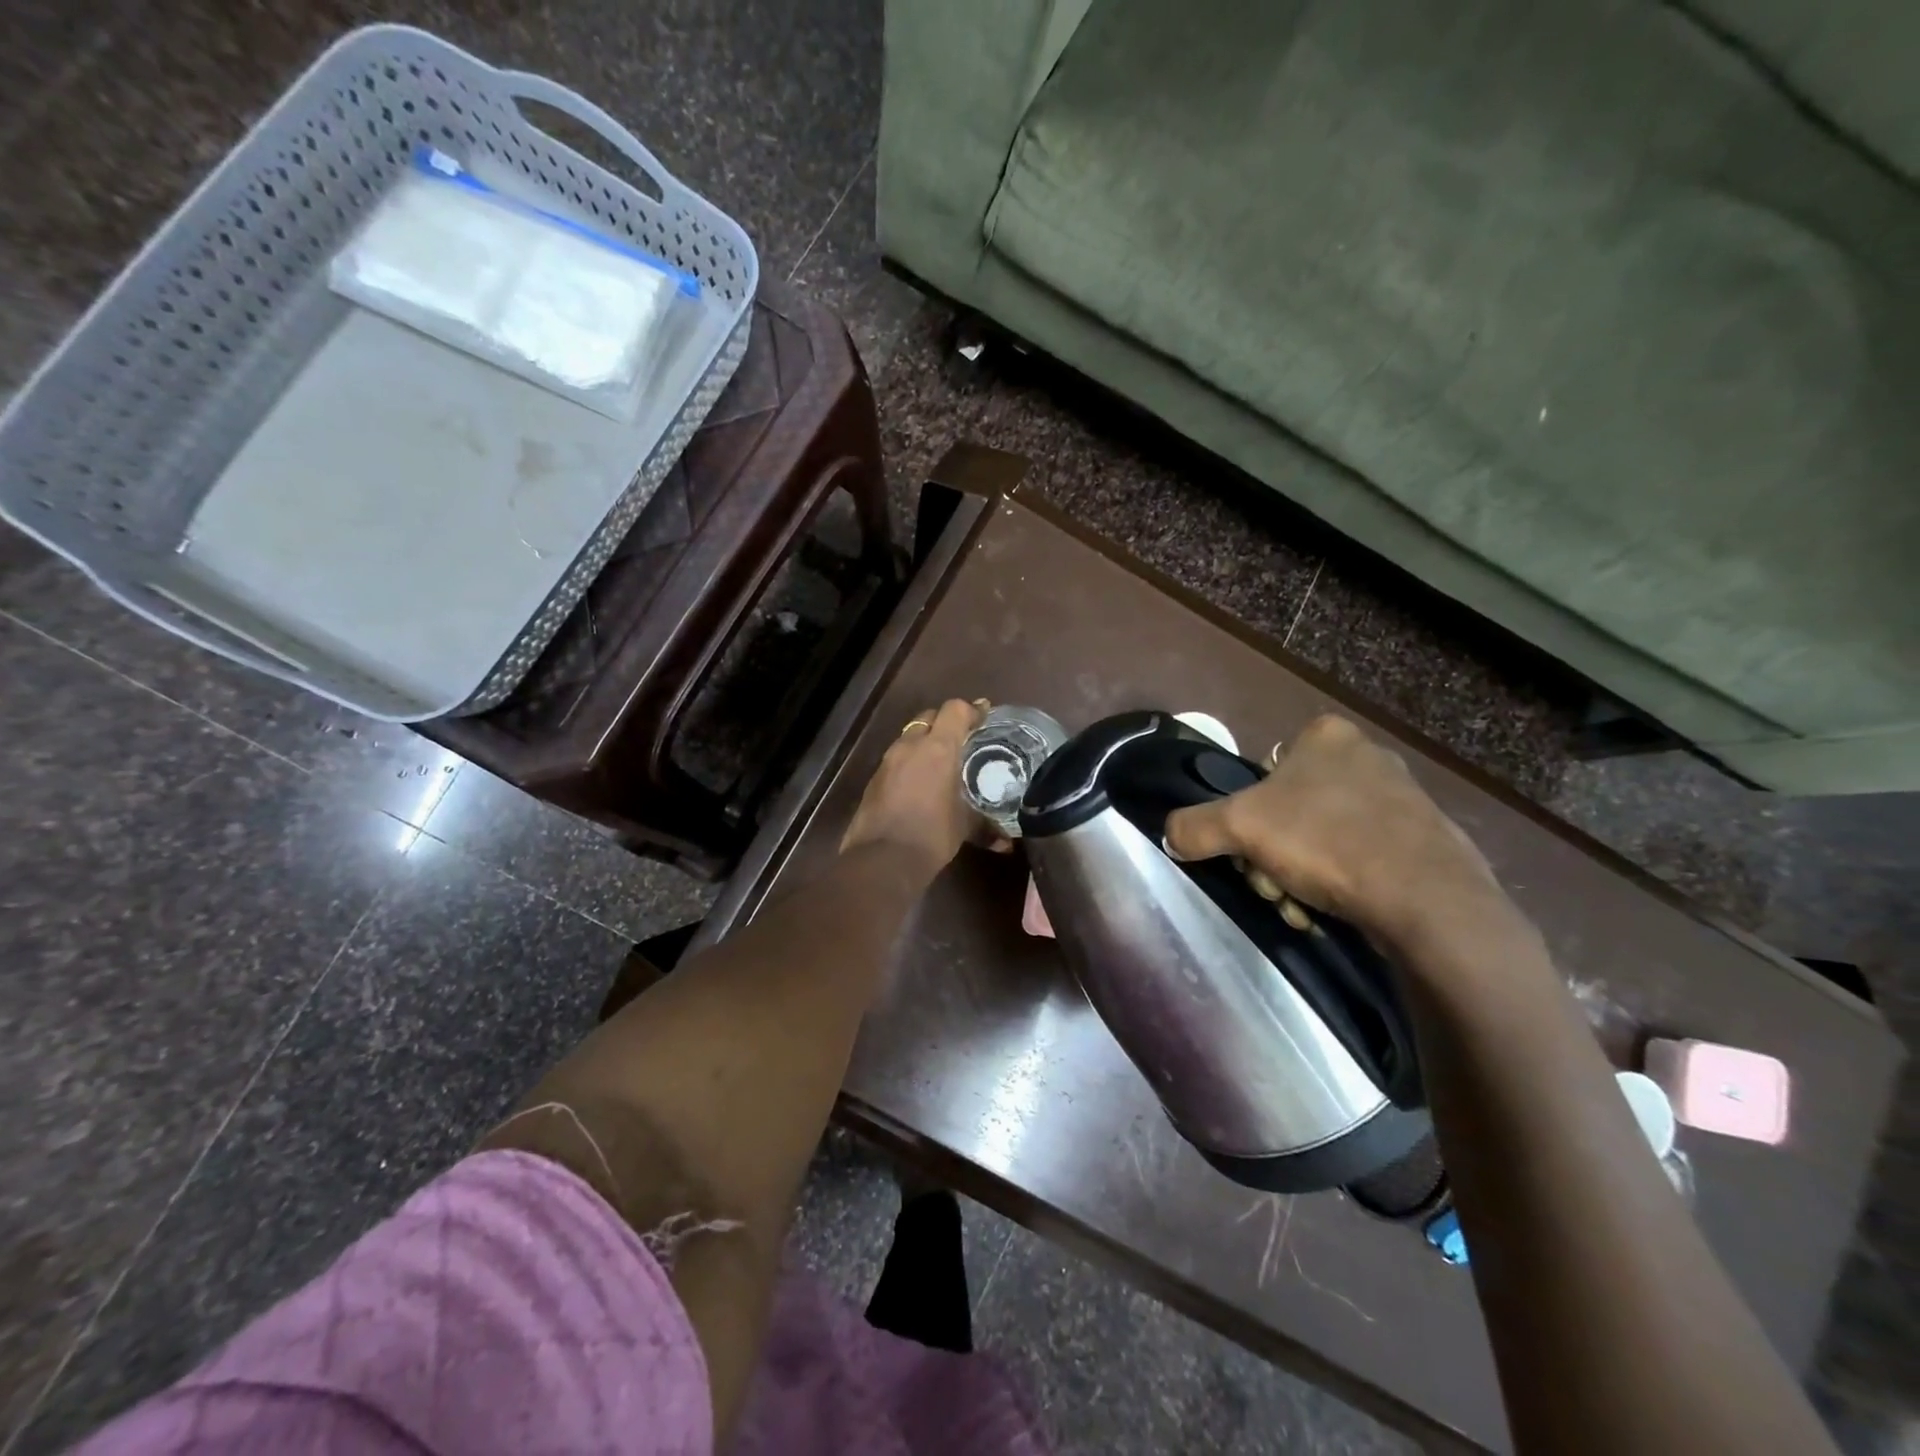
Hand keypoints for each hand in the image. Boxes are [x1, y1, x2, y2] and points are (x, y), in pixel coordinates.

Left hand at [840, 699, 989, 873]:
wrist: (882, 859)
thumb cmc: (932, 835)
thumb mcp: (965, 827)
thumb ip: (987, 827)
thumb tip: (1007, 843)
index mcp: (938, 748)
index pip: (955, 710)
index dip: (971, 710)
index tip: (984, 717)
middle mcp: (910, 746)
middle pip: (929, 717)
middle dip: (946, 723)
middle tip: (963, 740)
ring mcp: (888, 761)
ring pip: (910, 737)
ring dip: (925, 742)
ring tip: (942, 762)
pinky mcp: (874, 778)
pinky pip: (896, 759)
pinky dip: (910, 762)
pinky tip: (920, 783)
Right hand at [1163, 714, 1501, 949]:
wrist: (1426, 898)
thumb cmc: (1326, 841)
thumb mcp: (1239, 826)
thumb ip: (1194, 826)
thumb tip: (1170, 835)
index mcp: (1327, 736)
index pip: (1265, 768)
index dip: (1249, 812)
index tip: (1250, 846)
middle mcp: (1368, 756)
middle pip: (1290, 809)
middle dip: (1272, 853)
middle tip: (1271, 884)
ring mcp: (1403, 799)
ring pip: (1323, 838)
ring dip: (1301, 875)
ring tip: (1302, 907)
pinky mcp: (1426, 841)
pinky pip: (1363, 858)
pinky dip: (1342, 885)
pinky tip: (1335, 912)